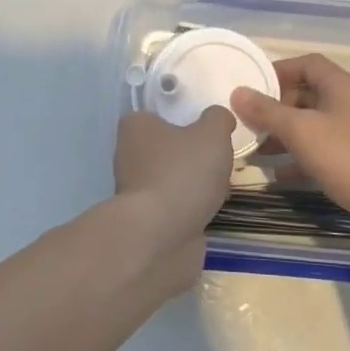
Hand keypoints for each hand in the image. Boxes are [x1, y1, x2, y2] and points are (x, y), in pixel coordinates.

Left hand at [113, 108, 235, 283]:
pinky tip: (210, 211)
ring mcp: (135, 190)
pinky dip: (191, 208)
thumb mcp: (211, 134)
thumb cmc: (182, 173)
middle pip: (167, 148)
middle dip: (191, 155)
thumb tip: (218, 117)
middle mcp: (128, 155)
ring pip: (171, 178)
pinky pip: (174, 206)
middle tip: (219, 159)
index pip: (156, 114)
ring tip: (220, 188)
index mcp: (135, 127)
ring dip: (193, 184)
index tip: (207, 130)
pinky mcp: (146, 220)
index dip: (182, 119)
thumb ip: (217, 119)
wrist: (161, 236)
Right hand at [230, 54, 349, 245]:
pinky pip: (320, 152)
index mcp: (341, 87)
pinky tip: (277, 175)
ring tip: (254, 149)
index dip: (278, 70)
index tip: (251, 85)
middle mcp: (349, 105)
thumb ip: (268, 111)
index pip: (307, 64)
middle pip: (306, 95)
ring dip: (283, 135)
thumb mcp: (302, 131)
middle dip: (275, 107)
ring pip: (311, 126)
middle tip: (247, 121)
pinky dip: (298, 159)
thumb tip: (238, 92)